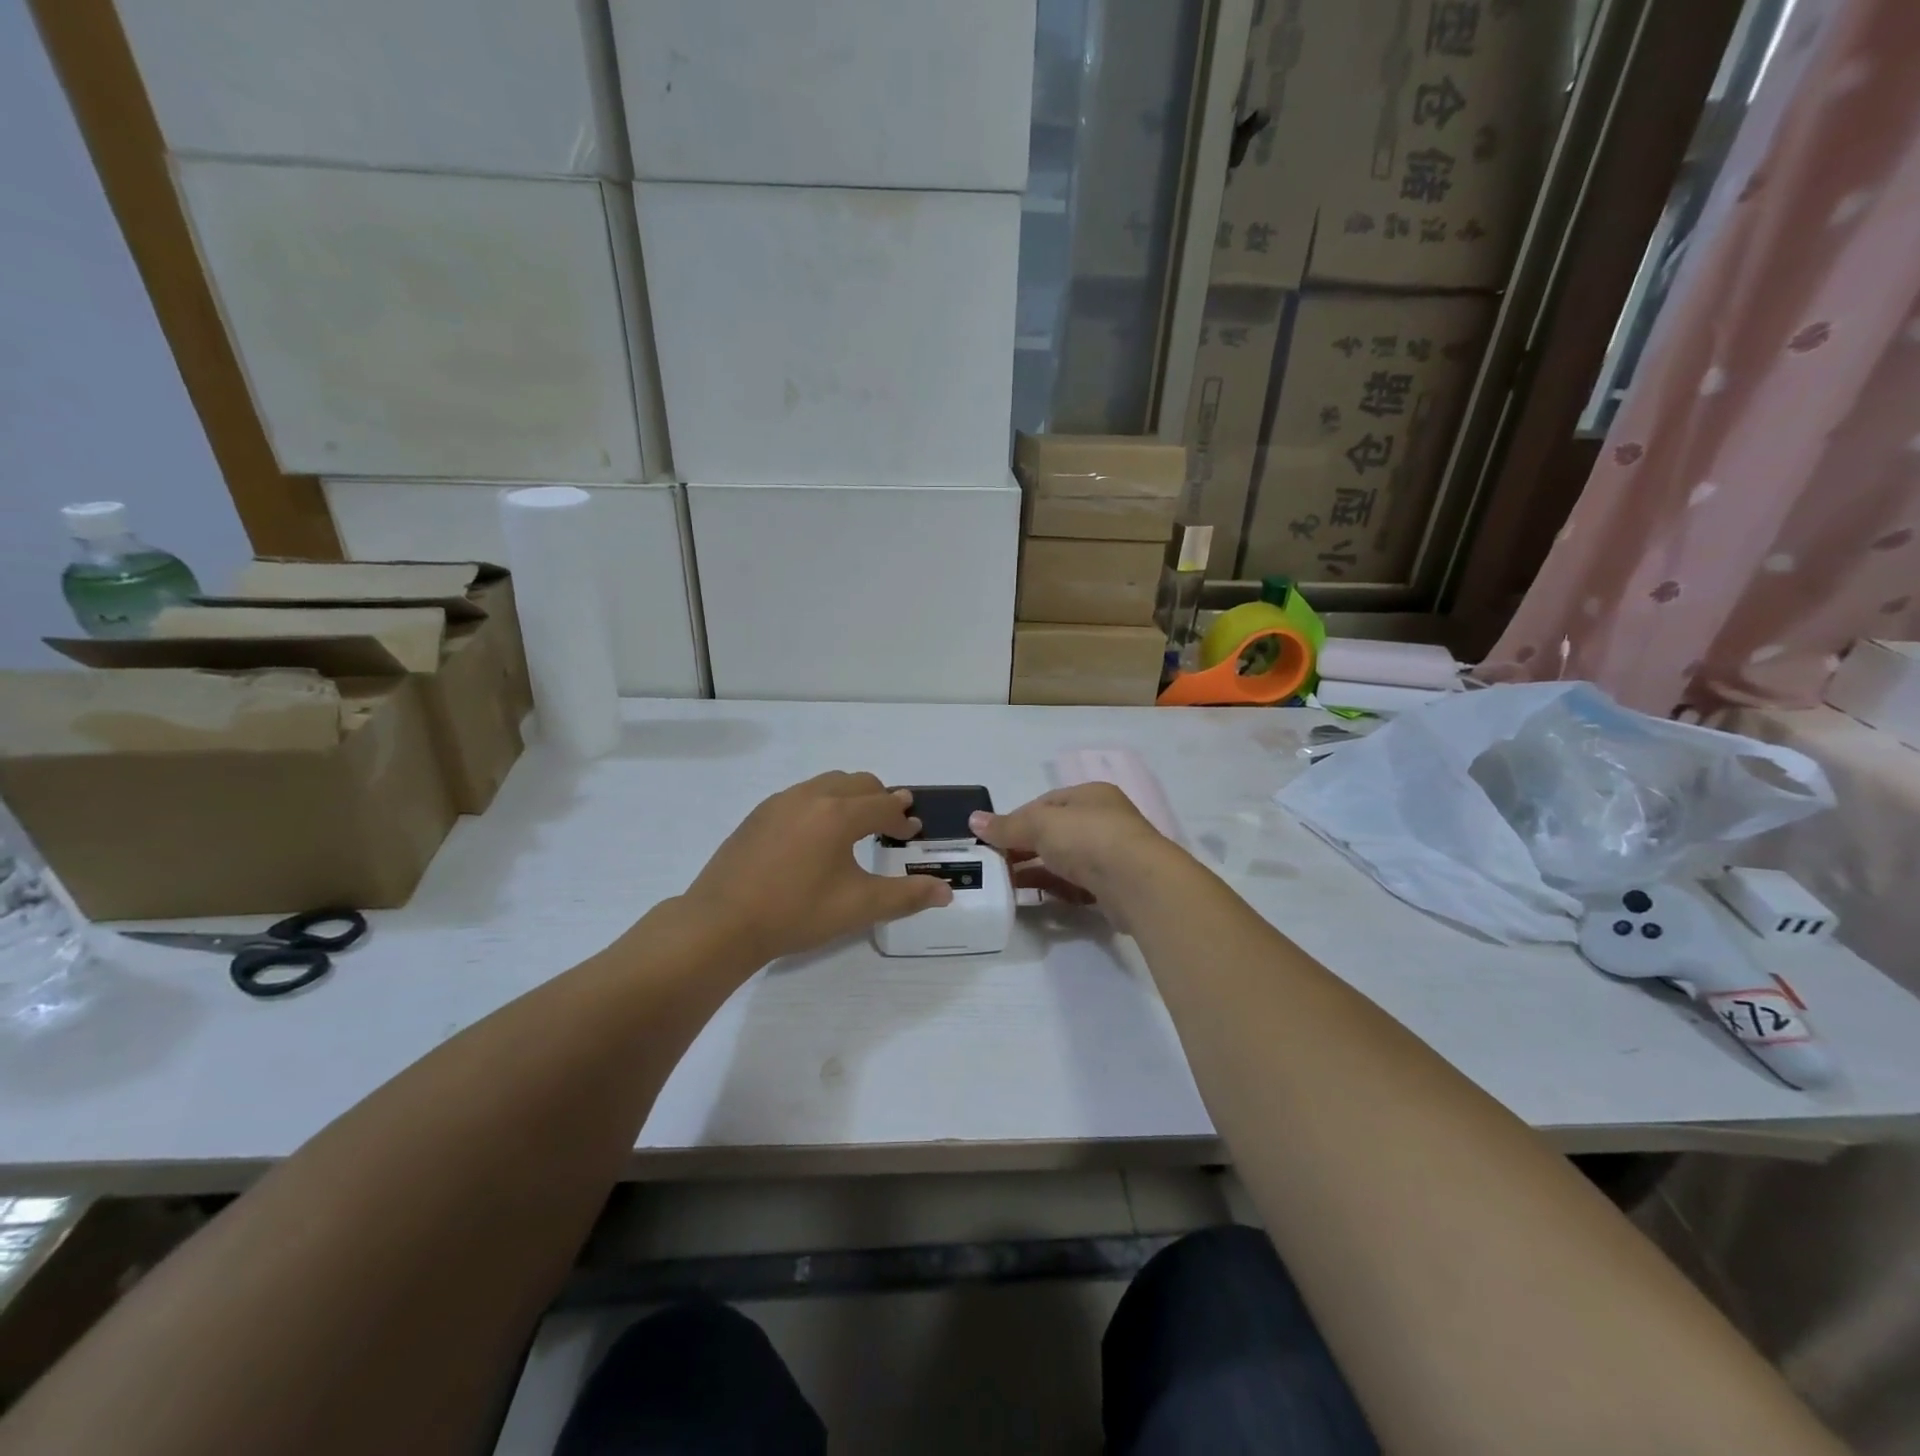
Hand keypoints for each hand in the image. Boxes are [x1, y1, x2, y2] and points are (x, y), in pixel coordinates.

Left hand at [682, 772, 952, 962]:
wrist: (722, 923)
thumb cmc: (796, 913)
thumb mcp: (858, 907)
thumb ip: (906, 896)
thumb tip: (947, 891)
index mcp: (839, 814)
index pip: (884, 806)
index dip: (903, 818)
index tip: (912, 832)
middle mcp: (812, 796)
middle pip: (859, 783)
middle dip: (880, 799)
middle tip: (892, 821)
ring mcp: (781, 801)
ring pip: (828, 783)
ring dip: (851, 796)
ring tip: (856, 824)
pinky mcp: (759, 814)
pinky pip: (802, 795)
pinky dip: (822, 803)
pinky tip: (815, 836)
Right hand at [969, 782, 1176, 928]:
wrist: (1138, 883)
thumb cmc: (1088, 839)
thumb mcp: (1040, 824)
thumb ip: (1007, 826)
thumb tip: (973, 820)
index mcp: (1090, 795)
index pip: (1045, 803)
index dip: (1016, 819)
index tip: (992, 839)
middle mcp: (1103, 820)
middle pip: (1054, 832)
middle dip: (1024, 847)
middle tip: (996, 864)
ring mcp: (1110, 854)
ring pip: (1064, 860)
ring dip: (1036, 870)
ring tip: (1006, 884)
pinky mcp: (1113, 886)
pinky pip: (1076, 885)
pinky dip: (1055, 888)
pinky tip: (1035, 898)